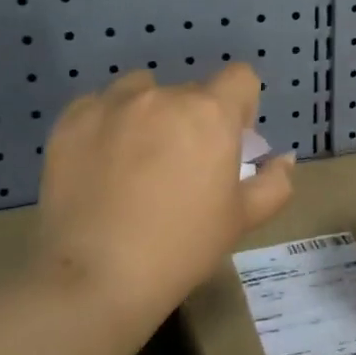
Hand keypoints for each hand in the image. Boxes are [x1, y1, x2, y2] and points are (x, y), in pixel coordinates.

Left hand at [36, 65, 294, 335]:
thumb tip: (284, 160)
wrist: (99, 276)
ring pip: (142, 91)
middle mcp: (163, 96)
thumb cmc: (183, 247)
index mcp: (210, 113)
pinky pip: (99, 106)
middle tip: (181, 166)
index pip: (240, 78)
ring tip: (136, 159)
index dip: (241, 107)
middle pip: (190, 91)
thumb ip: (274, 183)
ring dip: (149, 113)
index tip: (229, 142)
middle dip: (193, 120)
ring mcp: (112, 104)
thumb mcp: (242, 219)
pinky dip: (107, 125)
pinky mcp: (71, 120)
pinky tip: (101, 164)